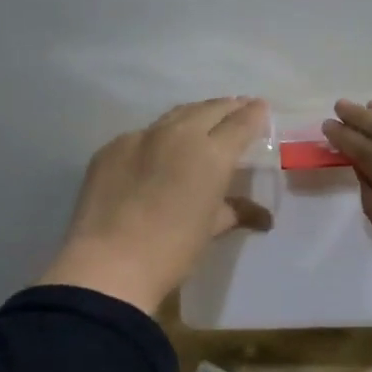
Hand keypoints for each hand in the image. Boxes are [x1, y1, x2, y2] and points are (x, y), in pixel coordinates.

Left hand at [38, 97, 270, 314]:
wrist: (109, 263)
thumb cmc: (172, 250)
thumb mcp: (211, 230)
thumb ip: (235, 211)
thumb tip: (262, 216)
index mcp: (211, 154)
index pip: (240, 123)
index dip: (254, 114)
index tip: (261, 108)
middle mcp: (179, 134)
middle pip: (209, 110)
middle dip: (227, 107)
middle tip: (238, 107)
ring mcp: (141, 137)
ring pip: (175, 115)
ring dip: (195, 114)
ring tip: (204, 118)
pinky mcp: (111, 148)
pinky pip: (142, 135)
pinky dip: (159, 137)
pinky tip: (159, 150)